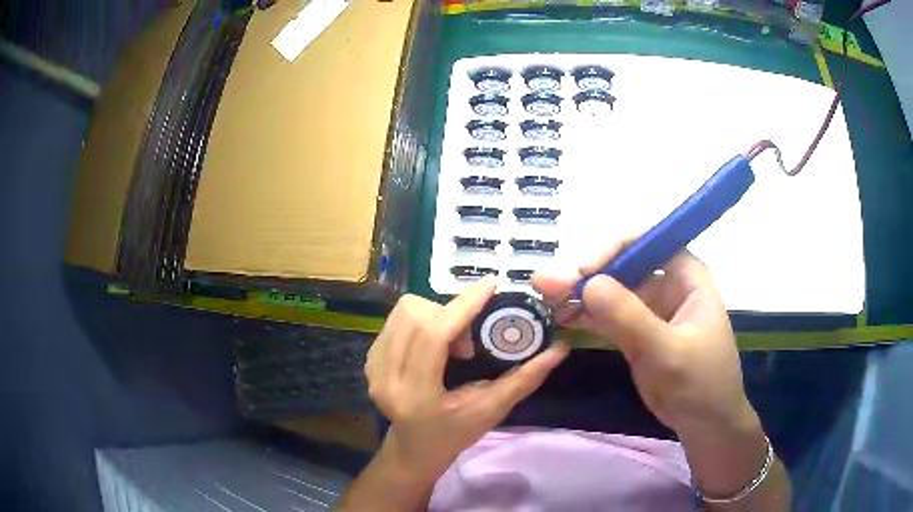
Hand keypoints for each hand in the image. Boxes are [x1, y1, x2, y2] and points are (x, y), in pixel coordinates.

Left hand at [365, 276, 567, 482]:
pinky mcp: (368, 361)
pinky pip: (396, 321)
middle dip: (450, 315)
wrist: (415, 448)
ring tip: (450, 345)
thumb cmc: (456, 434)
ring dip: (434, 316)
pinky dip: (420, 322)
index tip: (489, 284)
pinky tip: (432, 346)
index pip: (433, 336)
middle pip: (415, 315)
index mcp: (417, 395)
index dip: (463, 305)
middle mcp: (386, 379)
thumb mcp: (493, 410)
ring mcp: (372, 369)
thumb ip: (525, 379)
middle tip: (469, 343)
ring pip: (403, 312)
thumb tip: (559, 349)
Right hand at [532, 240, 756, 439]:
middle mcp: (667, 284)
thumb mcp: (669, 352)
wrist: (704, 423)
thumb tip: (588, 283)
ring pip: (610, 291)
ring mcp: (650, 309)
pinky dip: (583, 315)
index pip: (648, 243)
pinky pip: (606, 316)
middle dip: (585, 274)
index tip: (583, 270)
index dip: (614, 249)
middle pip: (622, 265)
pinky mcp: (636, 332)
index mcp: (686, 276)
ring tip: (543, 298)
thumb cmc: (700, 383)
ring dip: (578, 293)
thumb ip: (631, 318)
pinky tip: (559, 316)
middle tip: (545, 285)